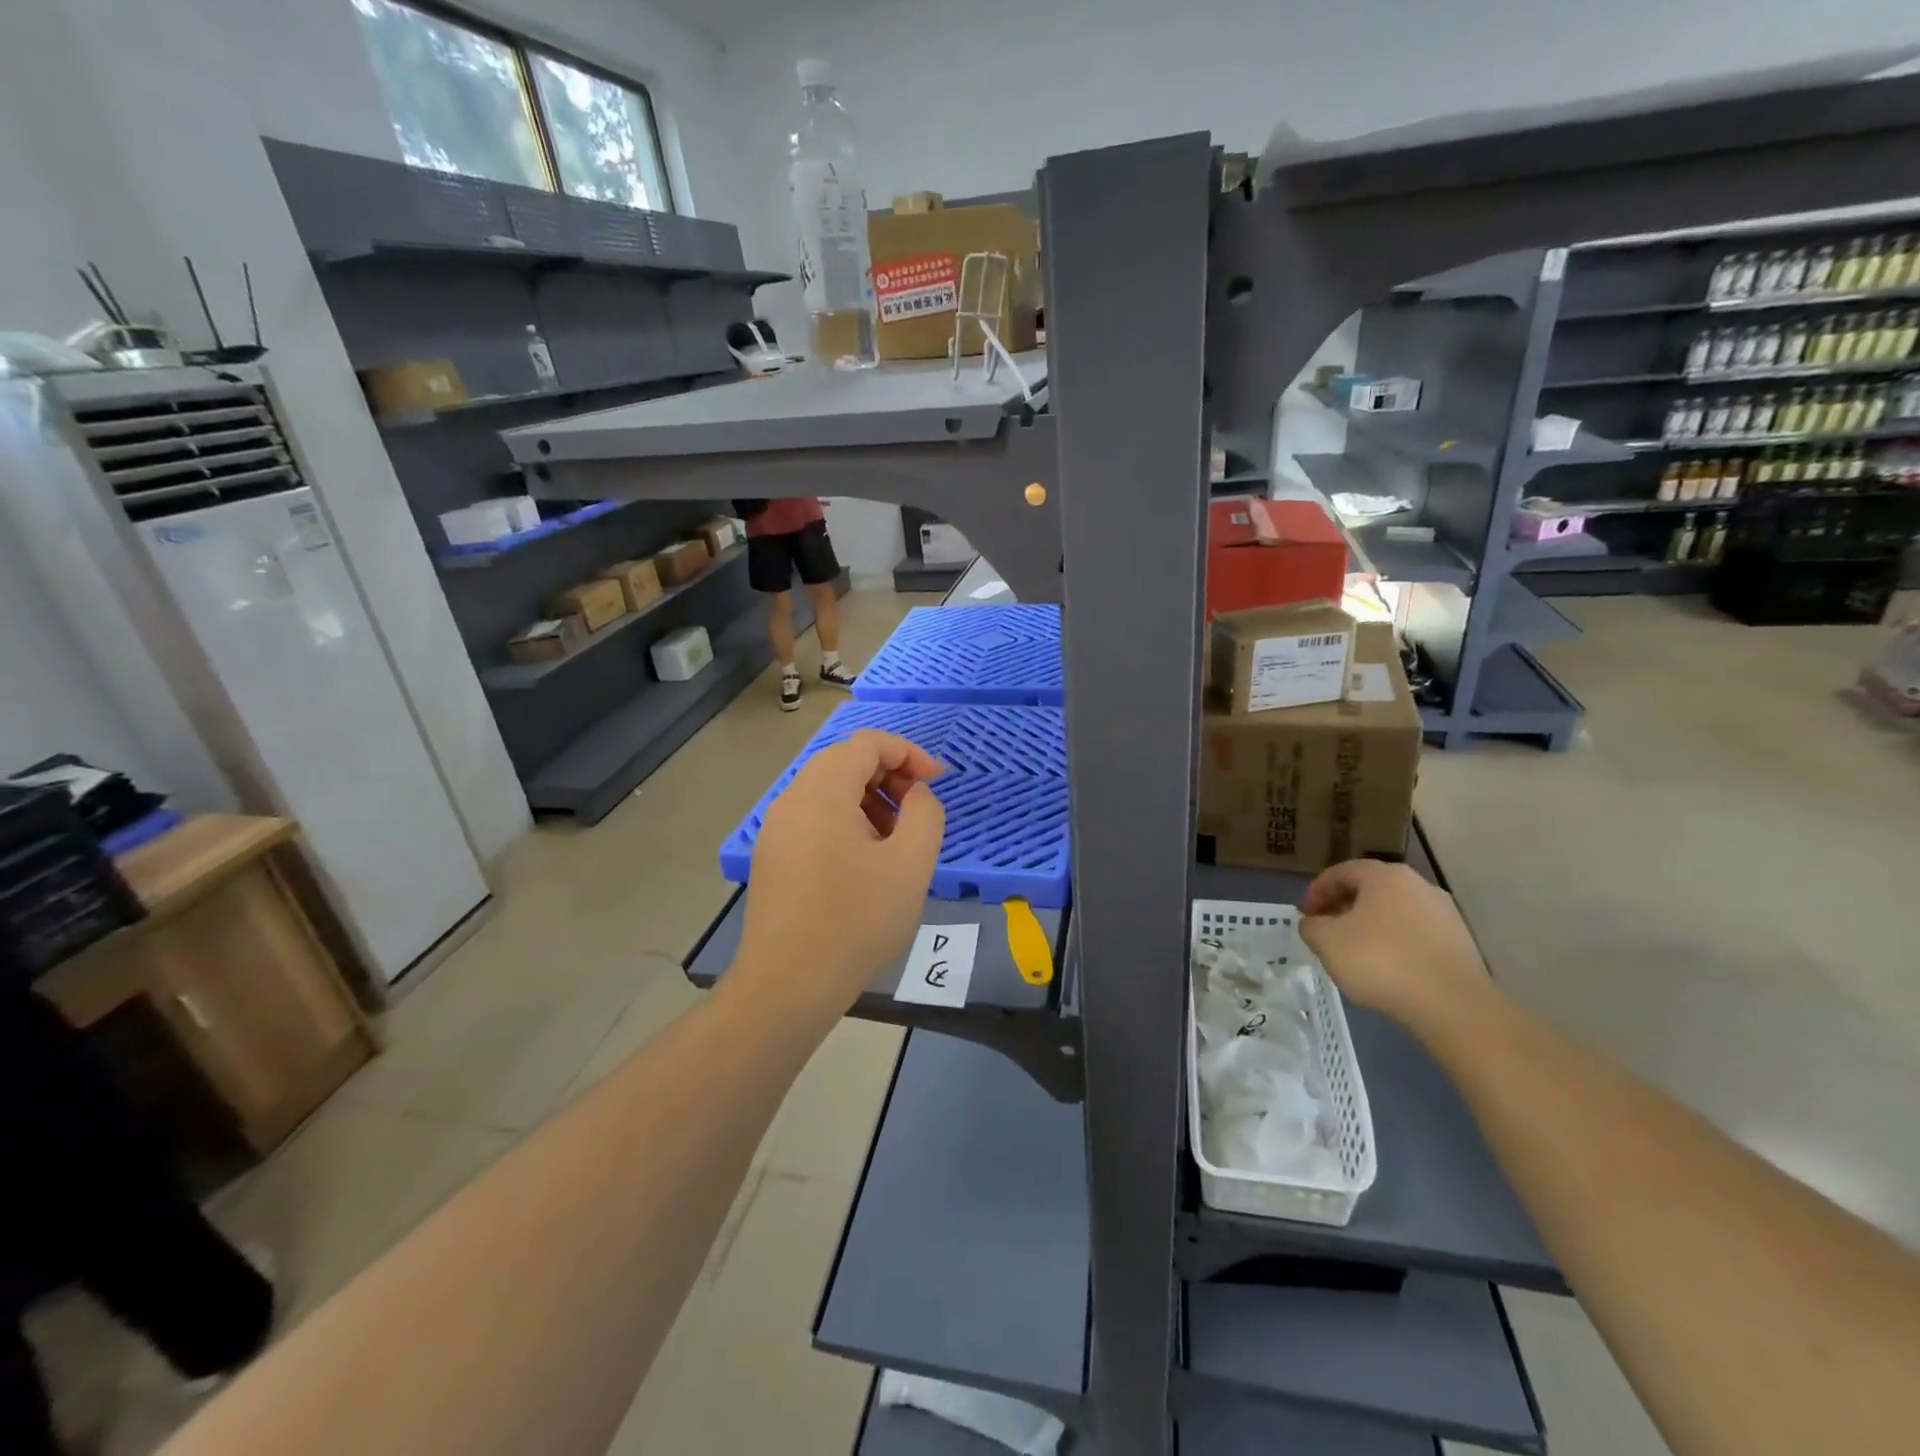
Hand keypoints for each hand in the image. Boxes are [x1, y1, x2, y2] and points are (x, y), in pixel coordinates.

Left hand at [731, 730, 945, 1026]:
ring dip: (870, 801)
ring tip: (896, 842)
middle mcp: (791, 799)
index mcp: (822, 791)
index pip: (867, 743)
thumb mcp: (910, 864)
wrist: (788, 985)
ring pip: (829, 791)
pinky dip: (847, 822)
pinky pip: (814, 819)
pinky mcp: (772, 857)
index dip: (909, 753)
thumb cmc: (856, 920)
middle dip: (890, 777)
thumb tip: (916, 795)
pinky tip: (865, 864)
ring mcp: (776, 829)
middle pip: (845, 762)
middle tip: (918, 813)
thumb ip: (925, 813)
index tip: (937, 782)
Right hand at [1299, 860, 1494, 1033]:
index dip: (1317, 890)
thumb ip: (1311, 927)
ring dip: (1369, 926)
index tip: (1304, 913)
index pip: (1342, 872)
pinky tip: (1385, 968)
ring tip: (1353, 951)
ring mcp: (1444, 914)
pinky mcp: (1460, 943)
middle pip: (1370, 890)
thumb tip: (1314, 923)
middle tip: (1325, 929)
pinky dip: (1394, 943)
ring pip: (1394, 912)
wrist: (1453, 1006)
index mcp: (1385, 876)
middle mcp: (1418, 886)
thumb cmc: (1381, 961)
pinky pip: (1415, 935)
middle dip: (1343, 907)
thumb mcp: (1327, 942)